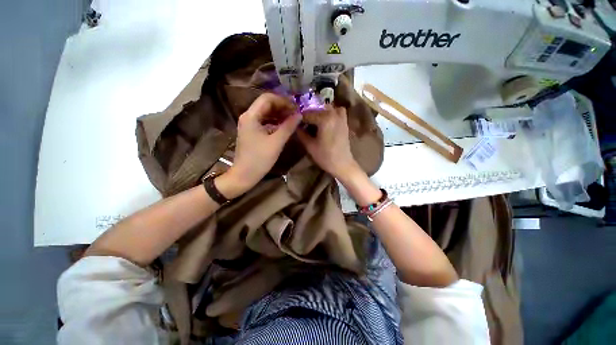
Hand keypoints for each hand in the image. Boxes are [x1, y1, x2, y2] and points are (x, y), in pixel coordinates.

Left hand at [216, 93, 301, 197]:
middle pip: (266, 104)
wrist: (244, 175)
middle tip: (296, 114)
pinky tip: (283, 127)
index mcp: (251, 116)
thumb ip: (288, 127)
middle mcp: (248, 116)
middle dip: (282, 107)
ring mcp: (248, 124)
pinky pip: (264, 121)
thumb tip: (299, 115)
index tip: (296, 108)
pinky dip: (274, 122)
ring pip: (265, 113)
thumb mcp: (276, 142)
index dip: (283, 101)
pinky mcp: (251, 132)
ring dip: (279, 114)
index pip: (267, 98)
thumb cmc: (259, 159)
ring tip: (292, 119)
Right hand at [297, 106, 360, 180]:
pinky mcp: (345, 122)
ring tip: (314, 121)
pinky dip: (331, 112)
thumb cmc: (325, 156)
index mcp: (324, 119)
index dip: (299, 118)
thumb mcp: (310, 146)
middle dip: (308, 114)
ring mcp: (341, 117)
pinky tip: (326, 121)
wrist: (342, 164)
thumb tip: (295, 126)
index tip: (293, 122)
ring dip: (319, 112)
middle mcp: (333, 114)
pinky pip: (338, 111)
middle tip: (302, 123)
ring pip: (327, 108)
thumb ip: (301, 133)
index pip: (307, 114)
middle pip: (317, 108)